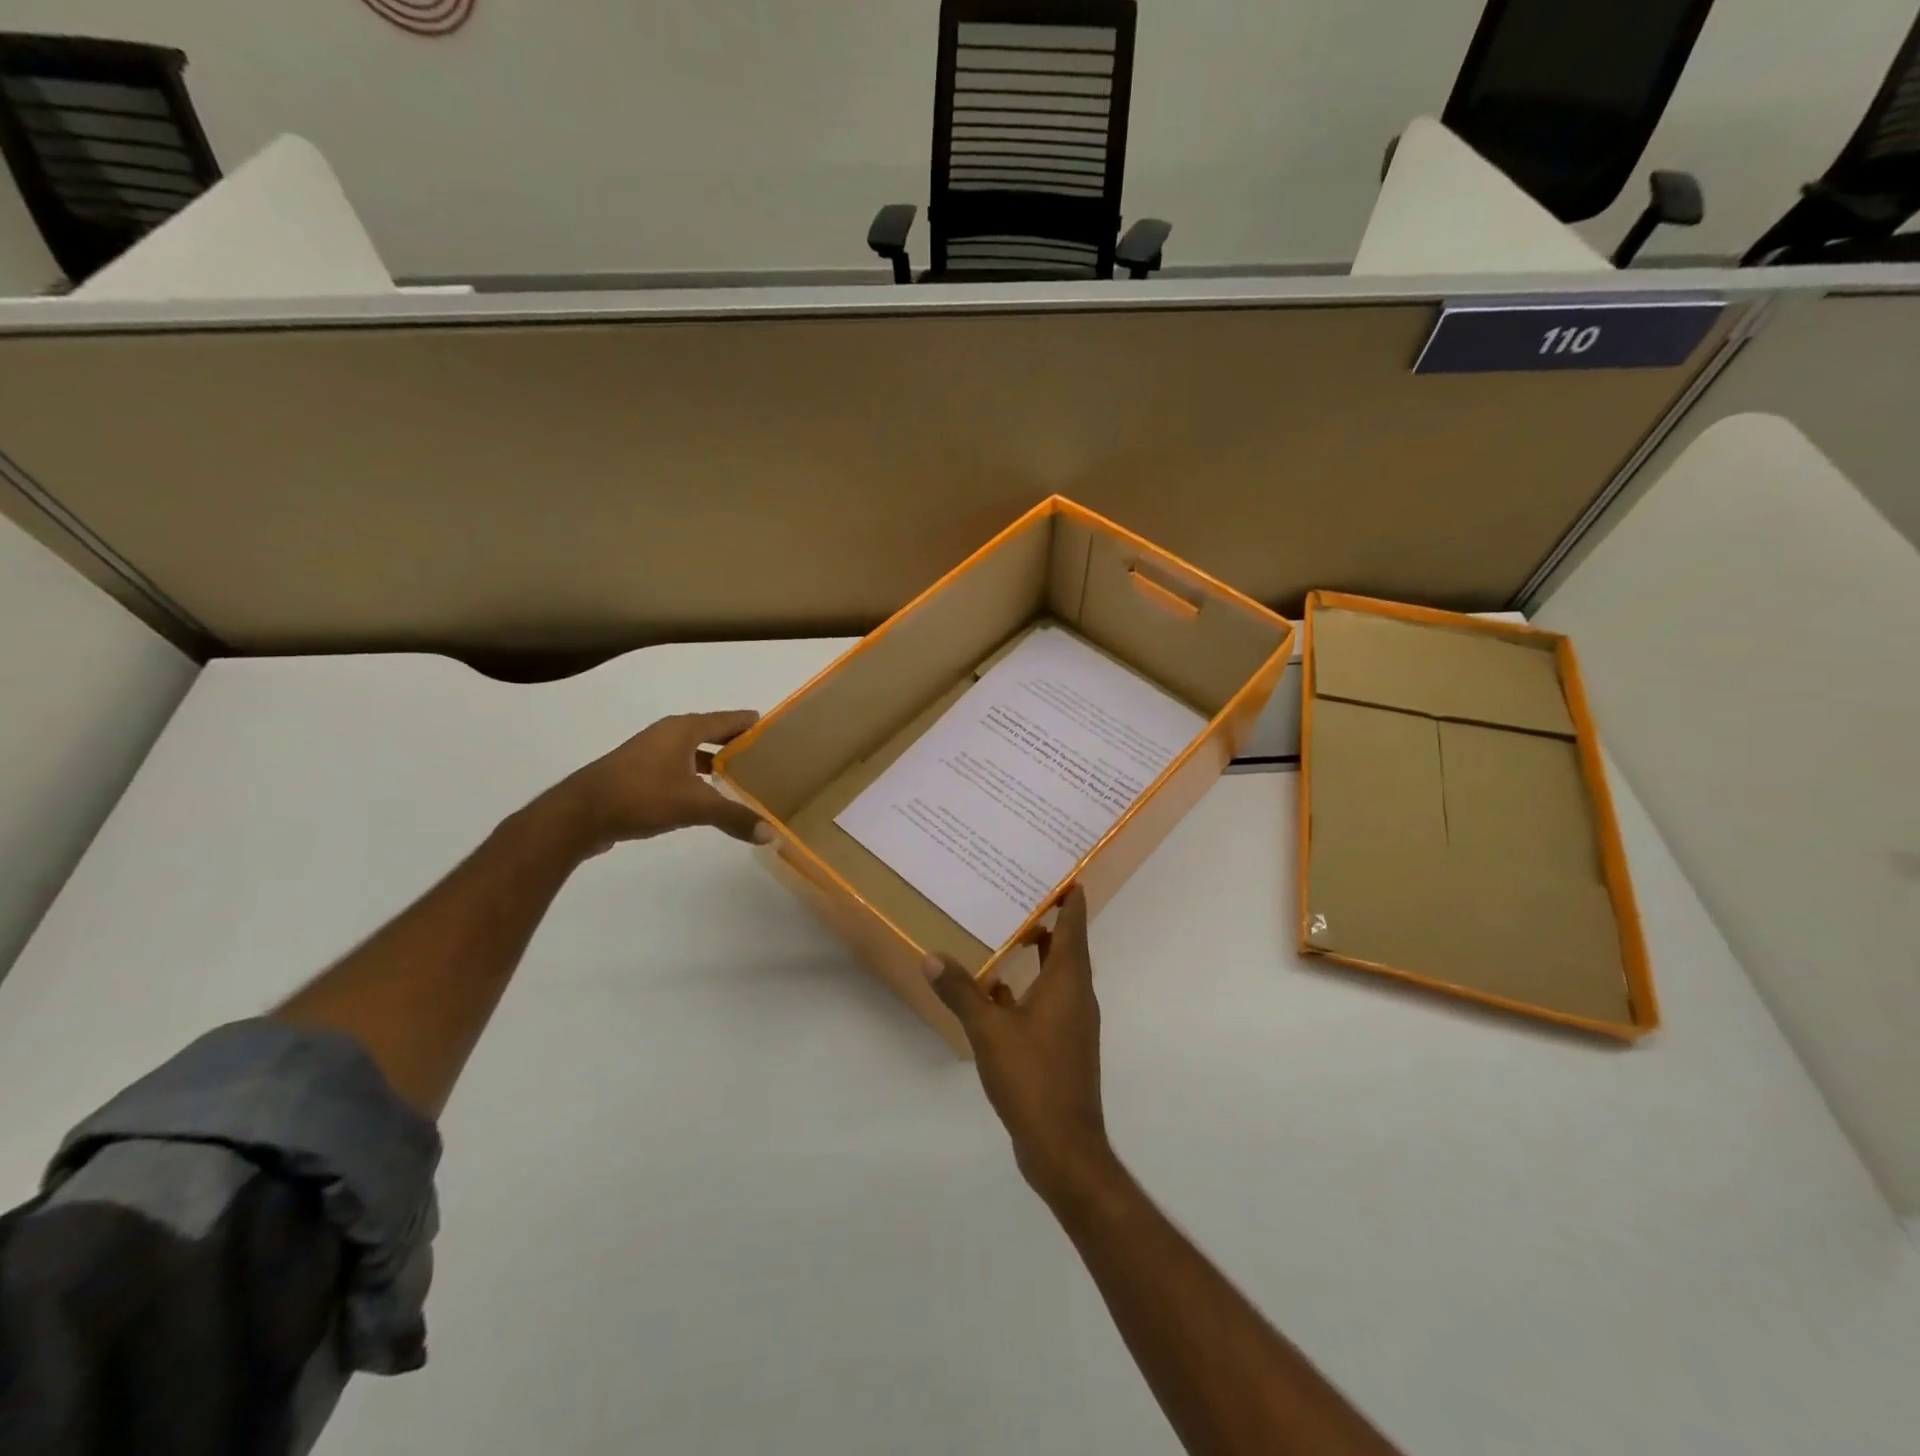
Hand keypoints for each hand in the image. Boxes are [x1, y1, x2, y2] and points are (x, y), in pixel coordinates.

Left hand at [560, 710, 769, 850]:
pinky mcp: (640, 774)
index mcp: (683, 729)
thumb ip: (734, 817)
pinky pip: (681, 768)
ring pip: (695, 752)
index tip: (780, 732)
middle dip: (739, 744)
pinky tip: (710, 795)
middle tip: (769, 757)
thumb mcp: (693, 806)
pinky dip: (699, 776)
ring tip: (746, 777)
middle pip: (713, 733)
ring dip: (718, 762)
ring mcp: (651, 754)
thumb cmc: (640, 796)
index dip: (753, 724)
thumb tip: (771, 834)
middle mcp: (668, 735)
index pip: (729, 719)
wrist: (579, 815)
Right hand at [925, 885, 1116, 1208]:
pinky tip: (997, 993)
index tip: (1064, 872)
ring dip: (1037, 955)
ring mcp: (1072, 1024)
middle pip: (1067, 947)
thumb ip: (962, 992)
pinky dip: (1027, 990)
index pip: (1074, 927)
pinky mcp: (1062, 1046)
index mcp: (1068, 982)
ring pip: (1056, 976)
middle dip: (1049, 921)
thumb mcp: (989, 1031)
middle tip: (1021, 894)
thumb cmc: (1032, 1078)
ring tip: (1007, 934)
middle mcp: (1076, 996)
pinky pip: (1047, 1002)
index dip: (1071, 899)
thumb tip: (932, 956)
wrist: (1064, 1147)